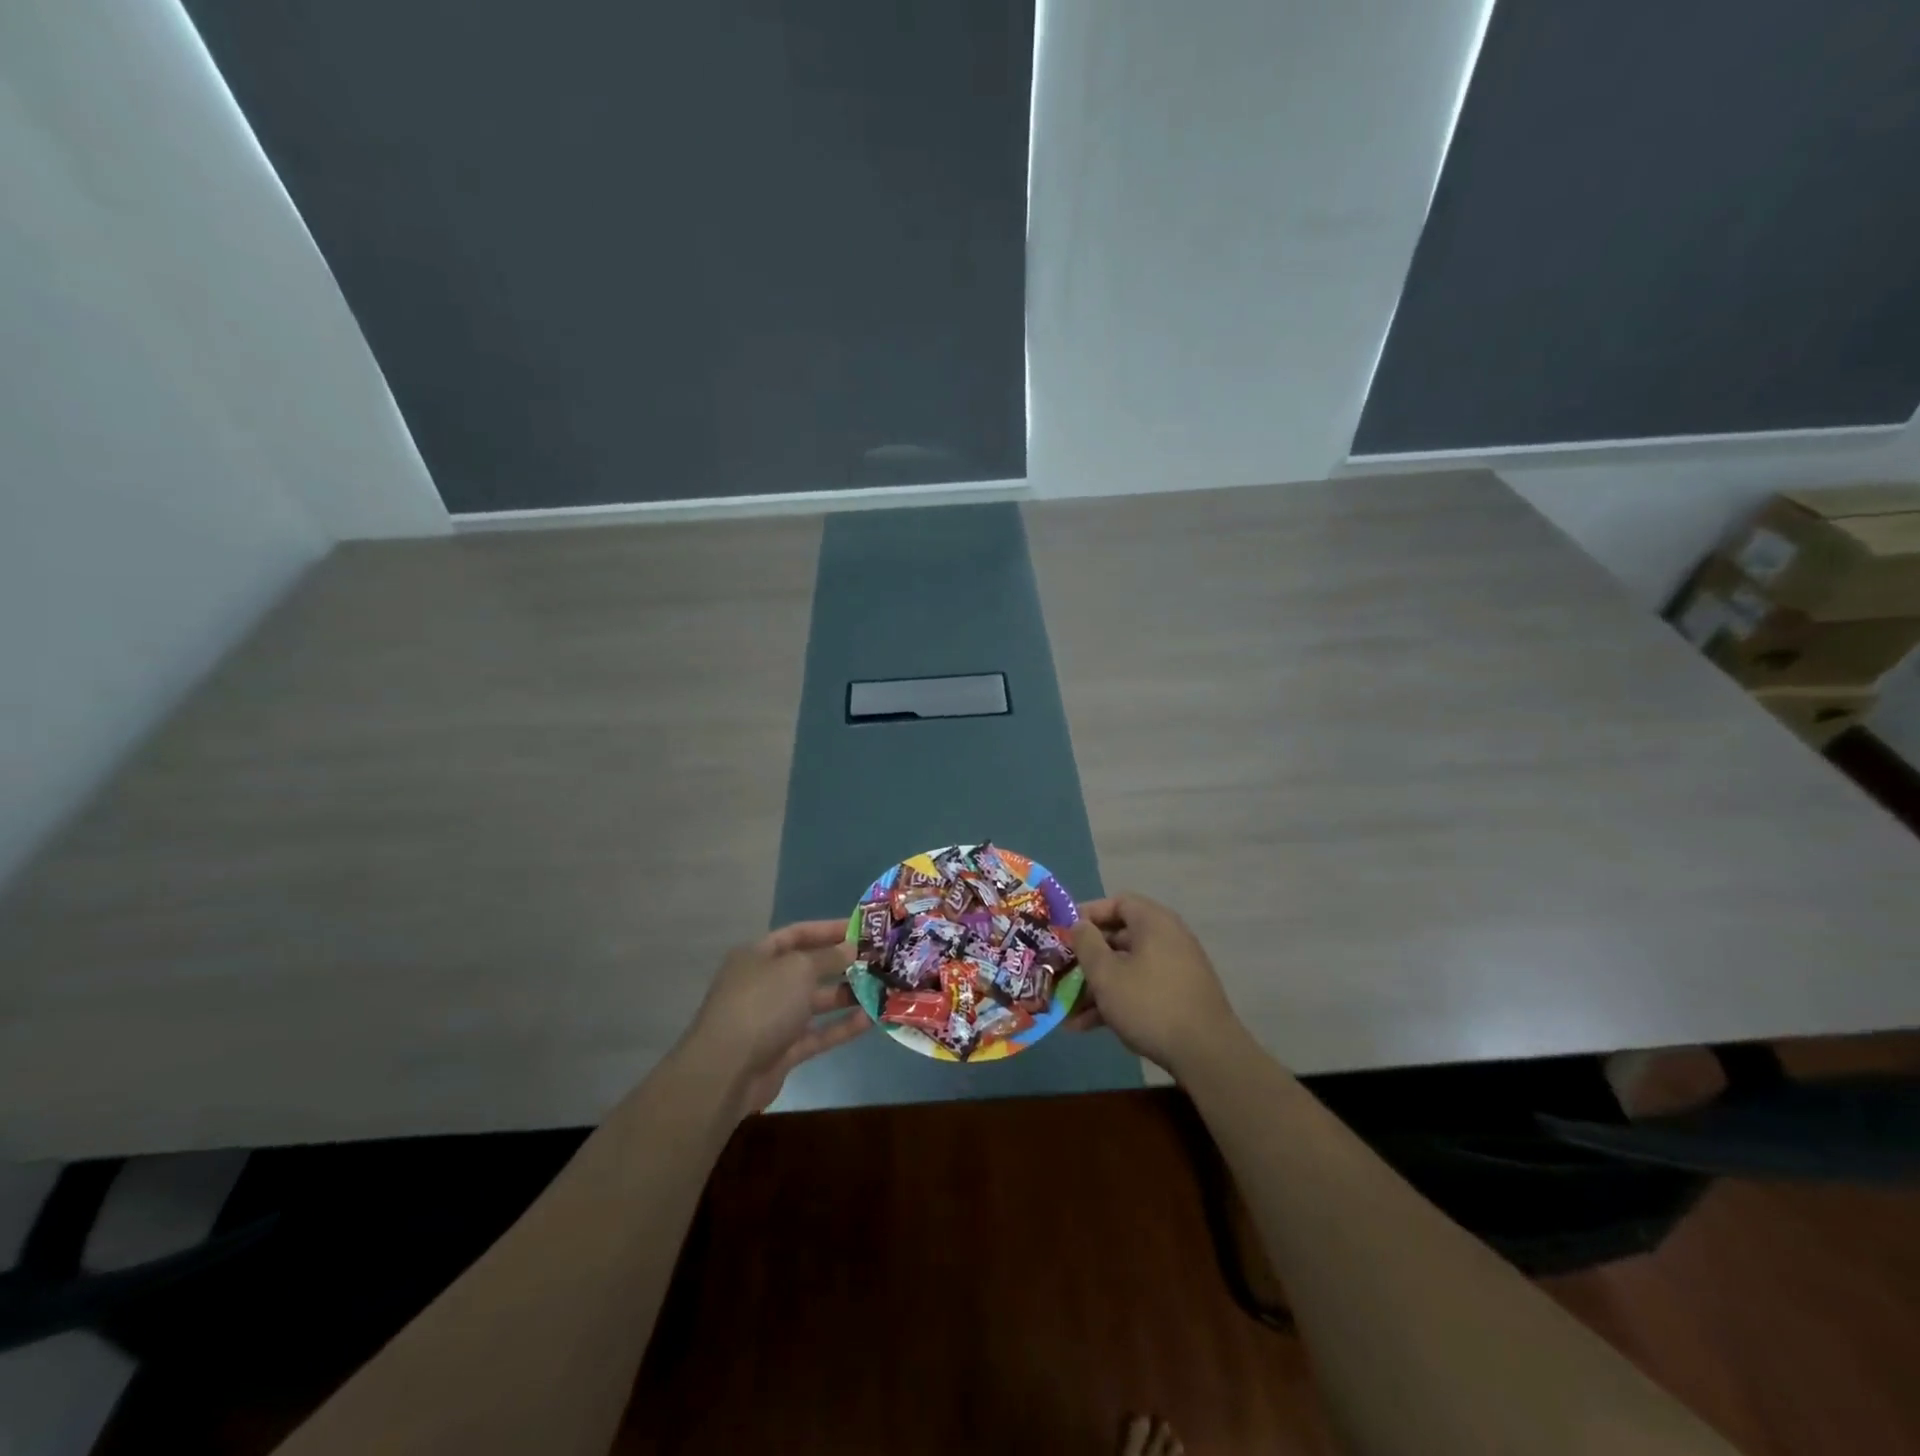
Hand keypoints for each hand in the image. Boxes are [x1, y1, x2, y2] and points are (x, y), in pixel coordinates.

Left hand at [680, 920, 870, 1116]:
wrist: (726, 1071)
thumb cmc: (761, 1004)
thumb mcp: (798, 969)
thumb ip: (828, 957)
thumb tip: (850, 948)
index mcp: (758, 956)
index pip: (797, 934)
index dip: (828, 930)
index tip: (862, 929)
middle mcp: (764, 984)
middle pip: (808, 968)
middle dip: (842, 964)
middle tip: (878, 960)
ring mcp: (773, 1019)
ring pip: (815, 1002)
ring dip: (846, 995)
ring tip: (881, 988)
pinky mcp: (783, 1050)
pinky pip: (817, 1033)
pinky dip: (841, 1027)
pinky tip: (871, 1019)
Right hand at [1065, 894, 1244, 1078]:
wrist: (1207, 1054)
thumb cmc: (1149, 1003)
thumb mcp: (1106, 974)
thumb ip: (1086, 944)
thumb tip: (1079, 924)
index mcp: (1153, 922)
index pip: (1117, 903)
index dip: (1088, 914)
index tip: (1063, 932)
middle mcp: (1167, 939)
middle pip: (1119, 938)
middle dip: (1087, 957)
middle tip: (1060, 971)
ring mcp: (1175, 969)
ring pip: (1127, 968)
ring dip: (1096, 986)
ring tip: (1067, 1009)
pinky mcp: (1178, 997)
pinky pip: (1140, 988)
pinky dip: (1116, 1000)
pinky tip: (1087, 1026)